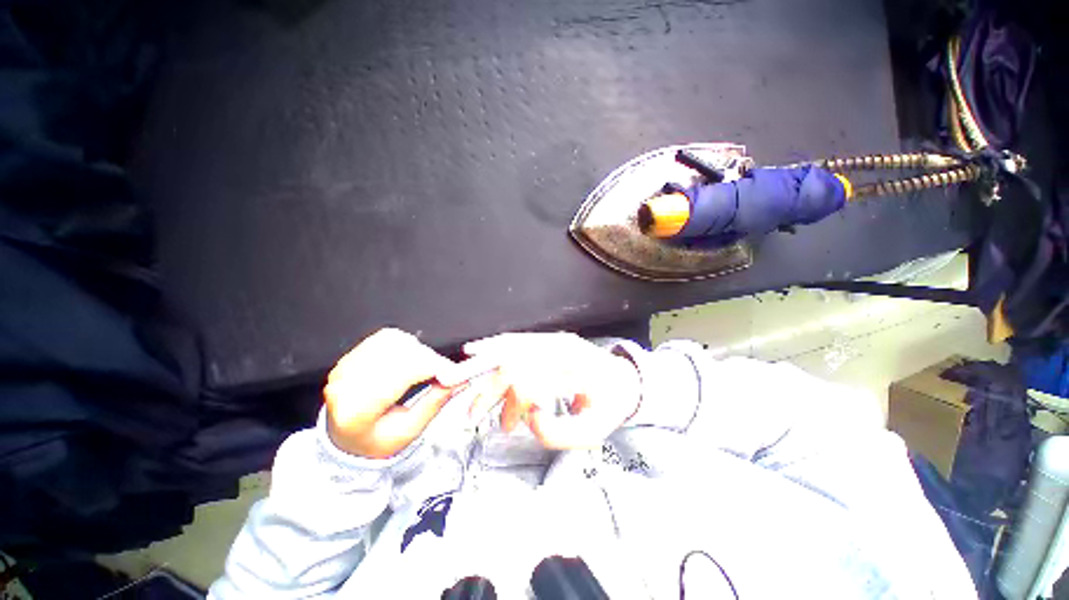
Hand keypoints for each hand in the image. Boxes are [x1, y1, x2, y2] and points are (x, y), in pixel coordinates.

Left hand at [324, 328, 461, 458]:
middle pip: (401, 354)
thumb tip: (458, 381)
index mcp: (357, 411)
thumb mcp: (408, 431)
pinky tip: (409, 359)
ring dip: (418, 351)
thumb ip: (434, 403)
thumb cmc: (375, 440)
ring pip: (395, 341)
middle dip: (430, 360)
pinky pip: (386, 337)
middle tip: (444, 373)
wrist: (346, 439)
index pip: (403, 373)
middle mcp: (346, 384)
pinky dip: (405, 343)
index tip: (454, 373)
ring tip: (425, 368)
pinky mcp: (351, 356)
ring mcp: (346, 367)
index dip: (434, 367)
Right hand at [451, 333, 640, 449]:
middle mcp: (558, 346)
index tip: (504, 424)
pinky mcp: (547, 342)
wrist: (624, 379)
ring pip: (510, 349)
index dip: (510, 399)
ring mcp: (552, 341)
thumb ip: (557, 431)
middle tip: (468, 411)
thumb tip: (527, 415)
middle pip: (513, 360)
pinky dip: (494, 347)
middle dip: (485, 385)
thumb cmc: (610, 405)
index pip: (530, 376)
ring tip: (470, 394)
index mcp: (573, 366)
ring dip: (485, 371)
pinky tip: (476, 350)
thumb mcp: (593, 431)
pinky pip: (516, 342)